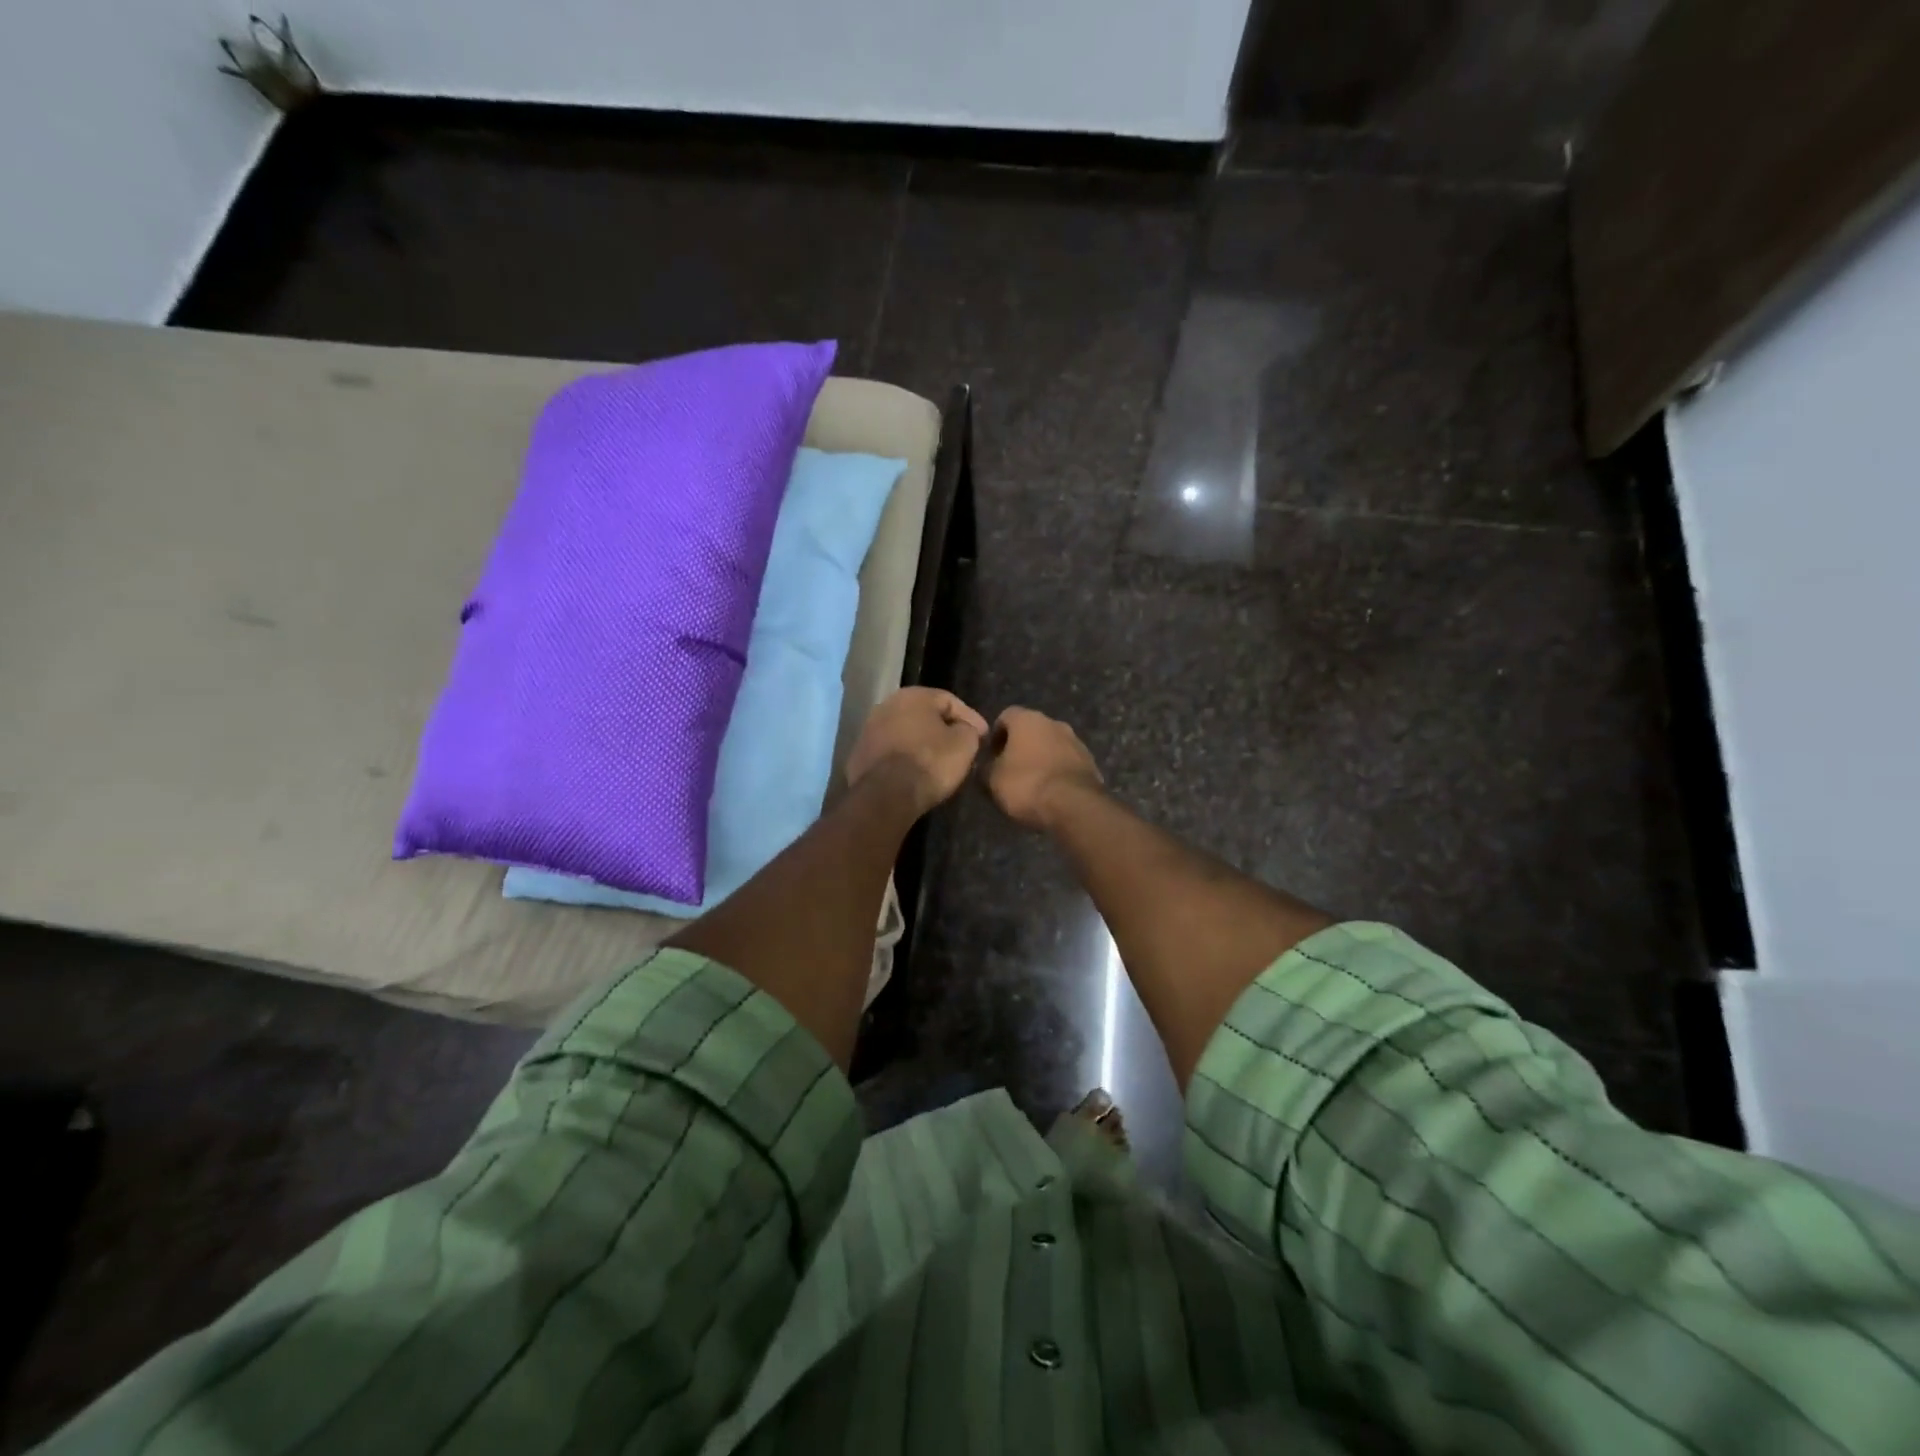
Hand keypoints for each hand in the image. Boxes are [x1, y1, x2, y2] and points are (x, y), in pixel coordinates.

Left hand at [846, 688, 989, 815]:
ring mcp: (868, 730)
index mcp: (913, 695)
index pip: (950, 700)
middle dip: (944, 729)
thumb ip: (968, 730)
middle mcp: (887, 705)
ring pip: (905, 733)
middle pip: (924, 715)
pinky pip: (891, 752)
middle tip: (962, 747)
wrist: (885, 795)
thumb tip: (964, 730)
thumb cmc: (930, 762)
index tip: (983, 737)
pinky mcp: (859, 755)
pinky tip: (916, 773)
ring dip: (922, 744)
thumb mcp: (964, 744)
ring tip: (939, 762)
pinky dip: (905, 758)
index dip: (971, 718)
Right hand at [984, 707, 1103, 831]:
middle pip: (1032, 729)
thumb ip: (985, 768)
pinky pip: (1067, 762)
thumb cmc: (1026, 784)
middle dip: (1020, 746)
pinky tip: (1051, 791)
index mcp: (1028, 719)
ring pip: (1052, 745)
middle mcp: (1054, 723)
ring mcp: (1076, 742)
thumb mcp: (992, 780)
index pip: (1006, 716)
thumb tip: (986, 766)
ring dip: (1041, 758)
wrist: (1074, 805)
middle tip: (1010, 769)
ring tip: (1032, 783)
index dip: (996, 735)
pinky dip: (1058, 771)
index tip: (991, 755)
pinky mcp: (1090, 762)